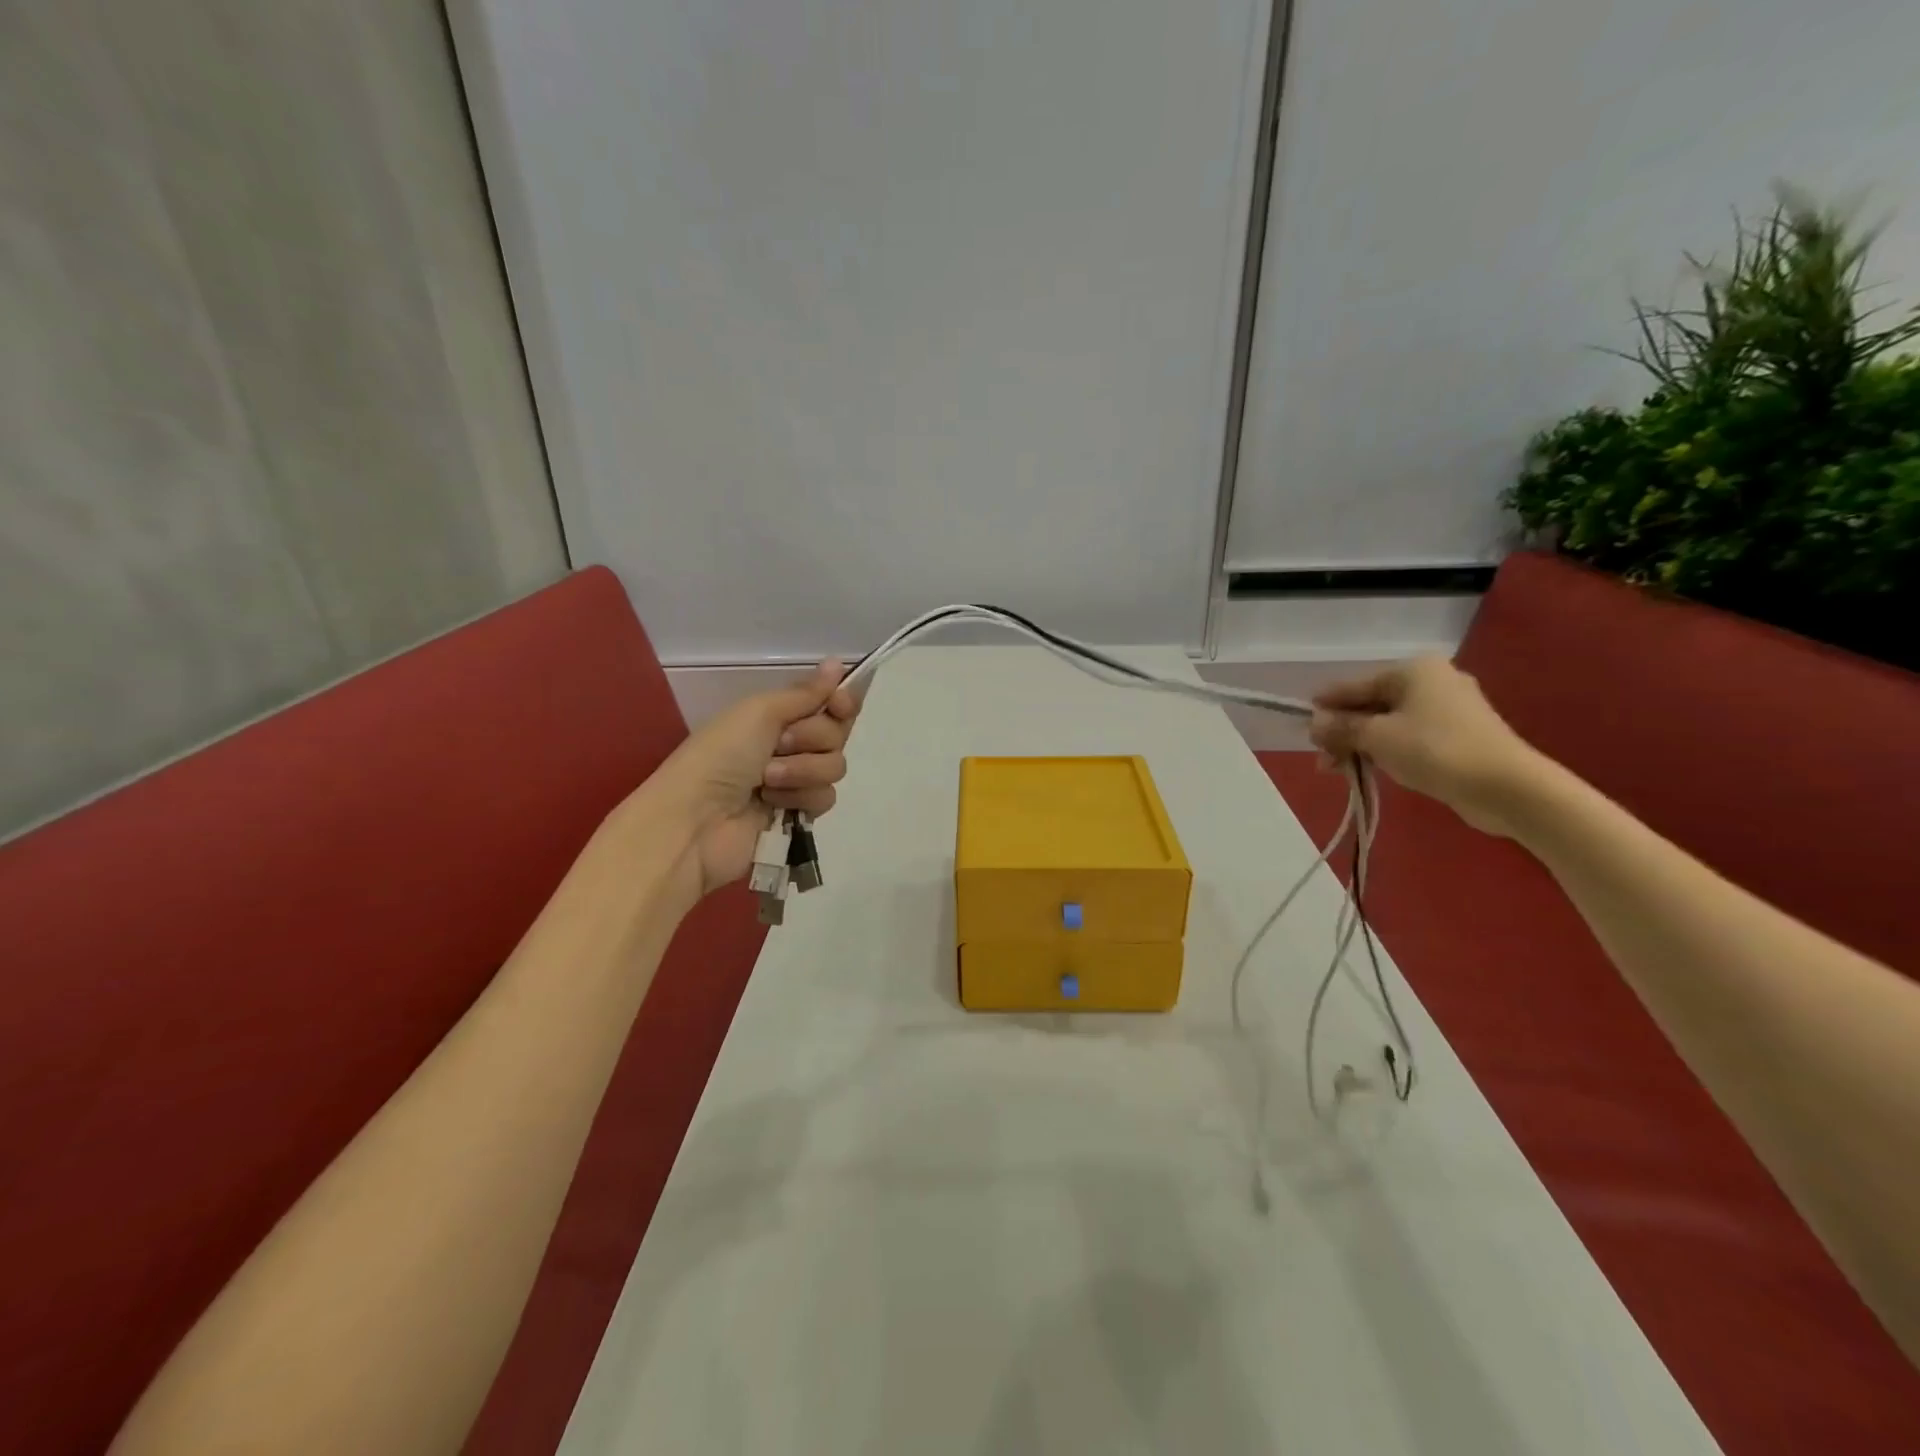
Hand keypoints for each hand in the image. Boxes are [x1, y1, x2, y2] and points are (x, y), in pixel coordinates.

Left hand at [642, 661, 861, 894]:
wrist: (697, 819)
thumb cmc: (722, 756)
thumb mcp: (760, 712)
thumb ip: (805, 693)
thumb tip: (838, 662)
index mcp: (778, 715)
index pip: (830, 702)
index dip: (842, 702)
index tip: (839, 704)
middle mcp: (791, 744)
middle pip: (837, 733)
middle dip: (812, 737)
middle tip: (780, 745)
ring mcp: (796, 780)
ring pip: (834, 766)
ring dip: (802, 770)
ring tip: (767, 780)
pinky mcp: (799, 813)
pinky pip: (825, 797)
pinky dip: (800, 797)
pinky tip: (772, 803)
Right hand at [1308, 656, 1542, 836]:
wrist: (1506, 786)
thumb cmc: (1435, 750)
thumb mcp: (1376, 737)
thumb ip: (1341, 727)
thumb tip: (1314, 722)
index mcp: (1413, 670)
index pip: (1355, 685)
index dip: (1326, 706)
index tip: (1302, 724)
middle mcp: (1432, 681)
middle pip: (1372, 704)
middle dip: (1343, 731)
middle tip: (1321, 757)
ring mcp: (1448, 709)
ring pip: (1388, 723)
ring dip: (1360, 745)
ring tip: (1338, 770)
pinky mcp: (1458, 735)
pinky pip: (1408, 737)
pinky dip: (1386, 751)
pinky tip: (1368, 769)